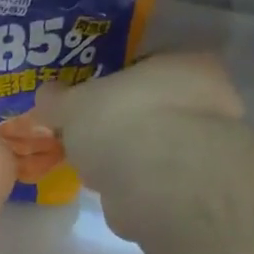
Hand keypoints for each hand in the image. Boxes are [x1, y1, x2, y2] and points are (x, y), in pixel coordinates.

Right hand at [48, 52, 243, 240]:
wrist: (154, 179)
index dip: (115, 85)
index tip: (89, 105)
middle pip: (154, 107)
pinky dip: (135, 184)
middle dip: (123, 123)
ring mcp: (205, 145)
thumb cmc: (120, 121)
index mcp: (185, 63)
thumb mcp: (73, 104)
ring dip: (129, 156)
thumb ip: (57, 100)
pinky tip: (113, 191)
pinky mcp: (193, 186)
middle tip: (89, 138)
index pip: (147, 67)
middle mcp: (208, 98)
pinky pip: (155, 178)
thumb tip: (45, 95)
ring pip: (156, 145)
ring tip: (96, 169)